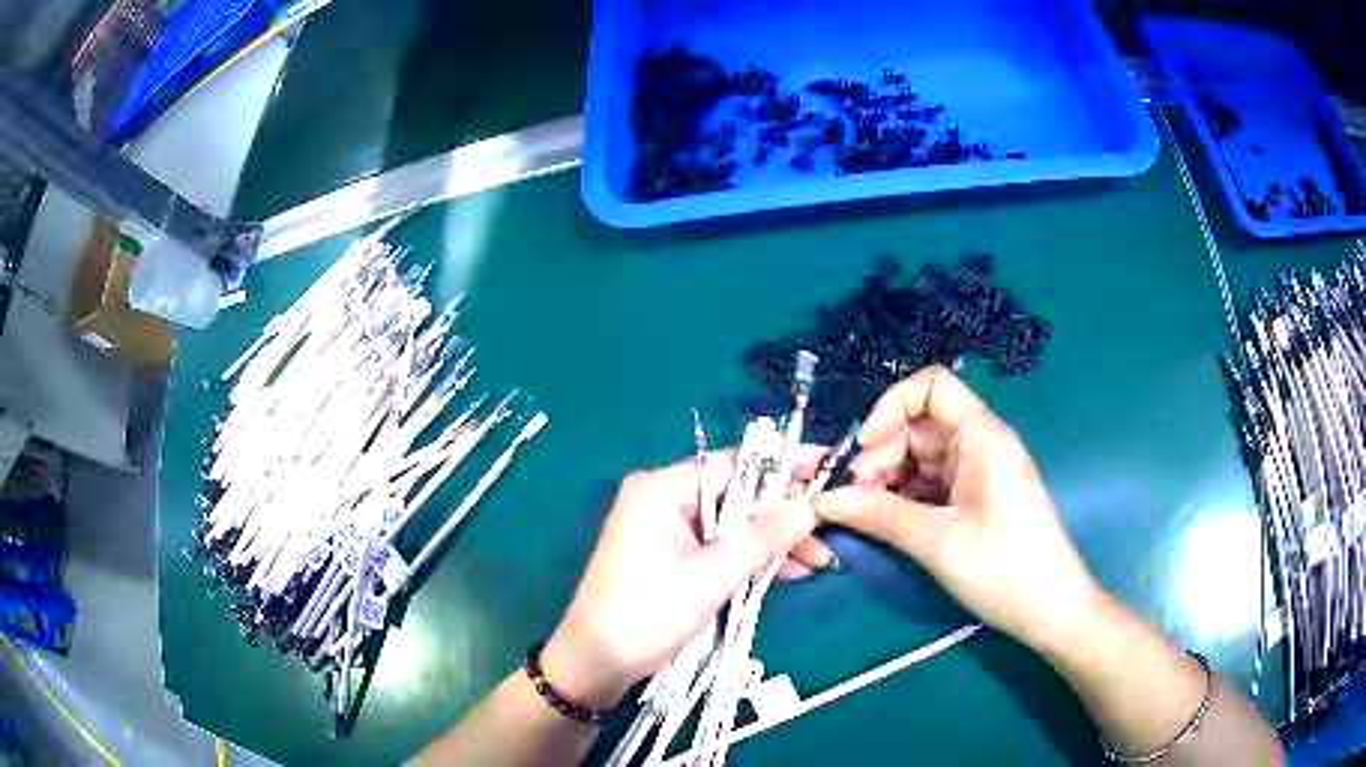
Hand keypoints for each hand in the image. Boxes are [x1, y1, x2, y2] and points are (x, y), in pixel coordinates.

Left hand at [543, 448, 834, 709]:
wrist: (598, 664)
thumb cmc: (647, 612)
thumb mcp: (711, 575)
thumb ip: (763, 537)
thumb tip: (811, 504)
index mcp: (662, 489)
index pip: (735, 465)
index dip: (784, 468)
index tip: (828, 469)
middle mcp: (665, 502)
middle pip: (738, 498)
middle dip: (783, 517)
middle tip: (829, 529)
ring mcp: (669, 534)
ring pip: (735, 528)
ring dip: (774, 544)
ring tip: (819, 559)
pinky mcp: (676, 563)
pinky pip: (723, 552)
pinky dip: (753, 562)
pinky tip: (791, 571)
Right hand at [816, 366, 1100, 652]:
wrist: (1051, 610)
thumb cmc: (1003, 567)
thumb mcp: (937, 541)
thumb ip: (879, 514)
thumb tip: (825, 500)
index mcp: (981, 436)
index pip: (932, 386)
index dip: (892, 406)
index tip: (864, 448)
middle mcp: (981, 444)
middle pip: (920, 427)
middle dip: (881, 455)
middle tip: (852, 498)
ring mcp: (980, 473)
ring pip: (922, 458)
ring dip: (889, 480)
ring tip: (863, 514)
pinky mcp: (977, 500)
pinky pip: (933, 485)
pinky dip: (906, 498)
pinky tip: (886, 521)